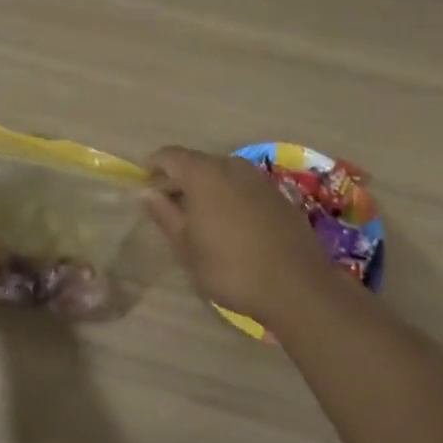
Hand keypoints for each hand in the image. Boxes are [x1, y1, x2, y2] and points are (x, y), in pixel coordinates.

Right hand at [144, 147, 335, 326]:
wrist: (297, 286)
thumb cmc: (230, 268)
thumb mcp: (187, 247)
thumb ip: (165, 214)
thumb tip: (146, 192)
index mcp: (203, 173)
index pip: (169, 155)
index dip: (153, 167)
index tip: (145, 187)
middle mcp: (231, 165)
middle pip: (196, 162)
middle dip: (179, 180)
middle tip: (169, 208)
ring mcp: (258, 178)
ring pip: (222, 173)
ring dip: (206, 188)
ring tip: (200, 219)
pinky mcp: (278, 194)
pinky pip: (243, 186)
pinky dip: (230, 196)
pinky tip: (231, 225)